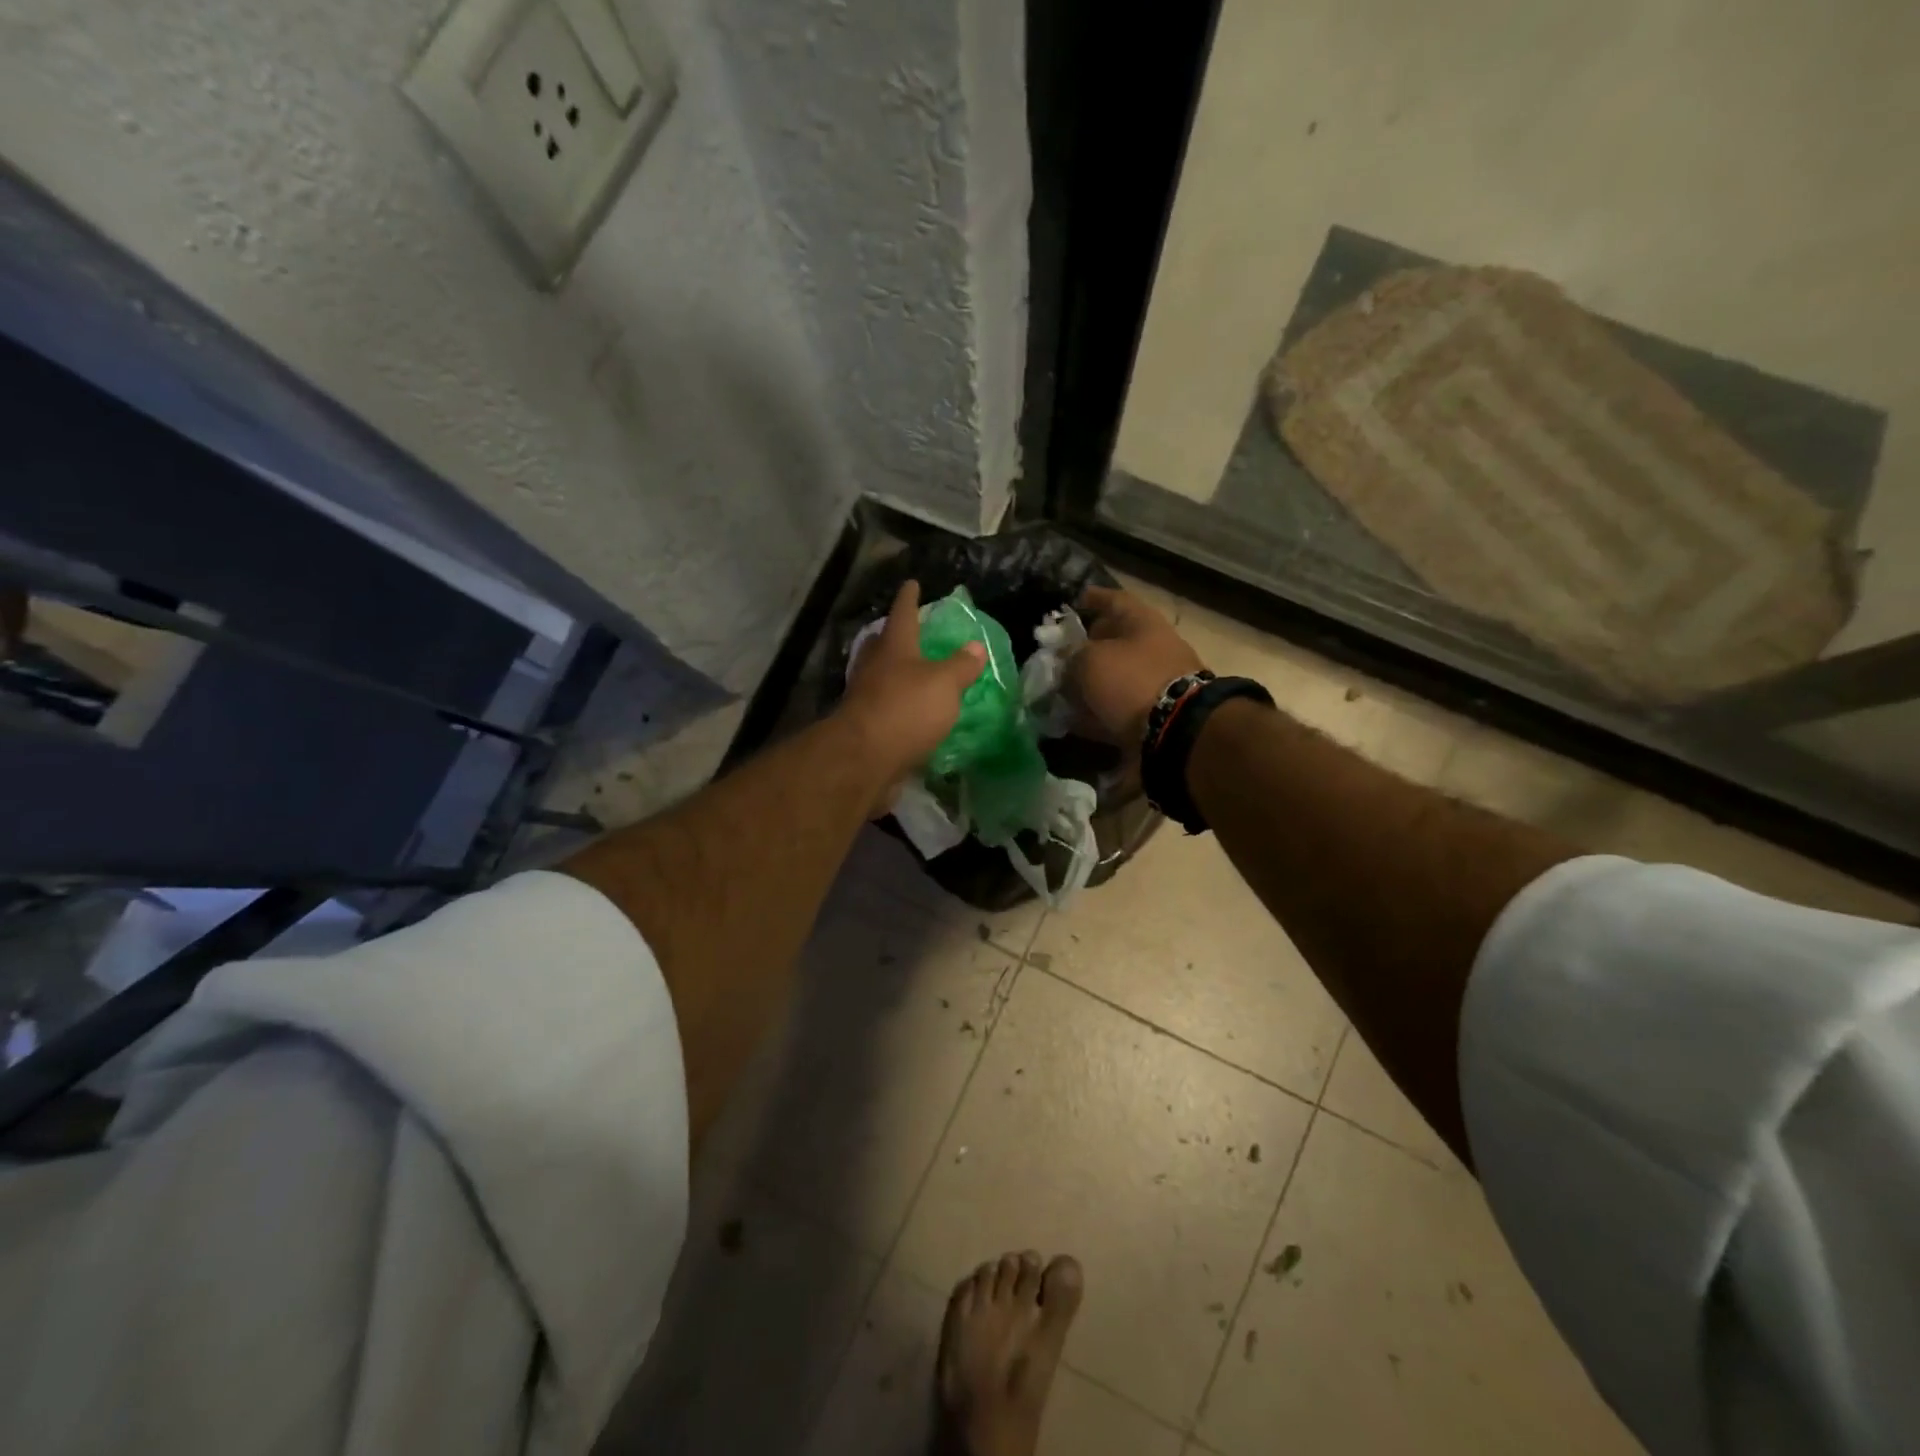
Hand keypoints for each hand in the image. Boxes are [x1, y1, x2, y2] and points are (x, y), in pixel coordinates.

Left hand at [841, 579, 986, 791]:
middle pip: (882, 644)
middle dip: (893, 636)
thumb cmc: (906, 709)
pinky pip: (881, 706)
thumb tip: (975, 646)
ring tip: (910, 672)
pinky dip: (894, 703)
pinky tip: (907, 711)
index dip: (909, 599)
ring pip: (878, 675)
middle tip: (906, 632)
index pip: (903, 614)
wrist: (865, 758)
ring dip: (892, 671)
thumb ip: (960, 666)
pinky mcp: (863, 726)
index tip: (912, 584)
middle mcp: (874, 667)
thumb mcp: (944, 684)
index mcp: (894, 648)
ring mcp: (864, 697)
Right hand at [1072, 585, 1205, 744]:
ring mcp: (1154, 684)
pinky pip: (1117, 708)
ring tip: (1058, 690)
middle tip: (1059, 654)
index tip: (1073, 601)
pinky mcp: (1152, 715)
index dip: (1093, 598)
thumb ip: (1072, 655)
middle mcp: (1152, 649)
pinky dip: (1095, 712)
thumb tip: (1065, 661)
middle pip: (1115, 641)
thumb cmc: (1131, 680)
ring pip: (1114, 678)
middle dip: (1086, 647)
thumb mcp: (1091, 660)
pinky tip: (1071, 719)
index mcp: (1143, 623)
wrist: (1175, 730)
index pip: (1115, 600)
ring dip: (1088, 683)